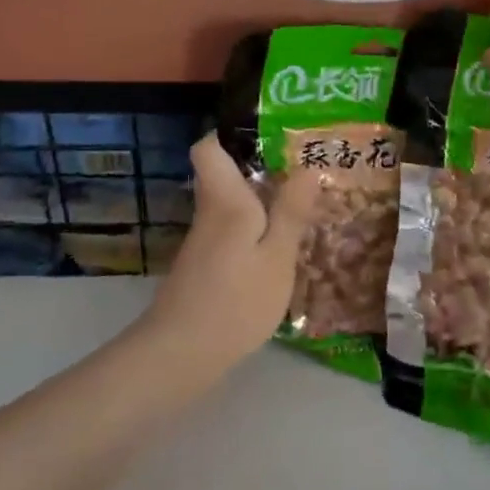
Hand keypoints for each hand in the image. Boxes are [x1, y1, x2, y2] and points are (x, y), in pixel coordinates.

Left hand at [142, 134, 321, 366]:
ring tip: (304, 209)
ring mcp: (204, 243)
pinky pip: (233, 234)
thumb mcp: (277, 257)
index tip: (270, 137)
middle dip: (263, 172)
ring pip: (232, 207)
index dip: (233, 135)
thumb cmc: (236, 300)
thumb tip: (307, 167)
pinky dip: (256, 234)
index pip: (208, 147)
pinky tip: (281, 252)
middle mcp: (209, 213)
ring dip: (263, 206)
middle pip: (226, 177)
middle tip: (306, 174)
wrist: (182, 354)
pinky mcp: (204, 268)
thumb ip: (291, 212)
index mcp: (225, 200)